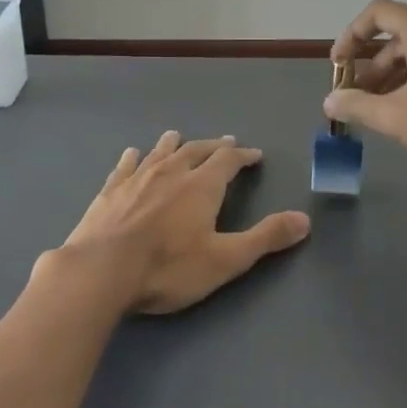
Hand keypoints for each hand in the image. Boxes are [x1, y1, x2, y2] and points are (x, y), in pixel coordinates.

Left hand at [64, 132, 311, 314]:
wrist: (101, 271)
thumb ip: (265, 238)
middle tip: (224, 143)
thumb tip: (305, 220)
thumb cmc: (168, 267)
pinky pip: (125, 166)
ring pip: (160, 153)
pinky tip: (132, 153)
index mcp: (201, 186)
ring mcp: (136, 179)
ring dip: (174, 144)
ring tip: (178, 136)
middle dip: (213, 147)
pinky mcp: (109, 192)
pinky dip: (134, 157)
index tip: (253, 155)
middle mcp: (171, 173)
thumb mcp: (226, 259)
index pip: (227, 161)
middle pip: (196, 150)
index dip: (242, 156)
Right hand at [326, 0, 406, 180]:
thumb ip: (357, 105)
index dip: (350, 36)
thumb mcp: (397, 117)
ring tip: (380, 109)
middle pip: (399, 34)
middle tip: (356, 98)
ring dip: (395, 75)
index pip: (377, 14)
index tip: (338, 66)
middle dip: (372, 65)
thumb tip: (330, 101)